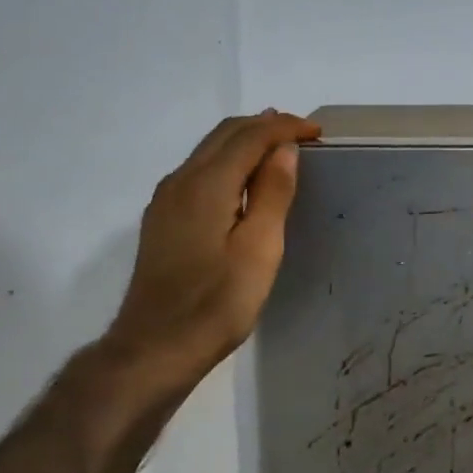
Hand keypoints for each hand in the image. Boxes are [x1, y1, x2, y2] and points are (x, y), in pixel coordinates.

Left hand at [104, 109, 321, 390]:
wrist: (155, 347)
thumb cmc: (217, 303)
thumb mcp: (259, 250)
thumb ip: (272, 194)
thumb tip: (284, 149)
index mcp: (206, 184)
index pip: (249, 136)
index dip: (285, 127)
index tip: (317, 132)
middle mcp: (180, 181)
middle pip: (224, 134)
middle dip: (265, 126)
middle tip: (302, 134)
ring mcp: (166, 200)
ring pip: (209, 150)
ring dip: (245, 141)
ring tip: (279, 149)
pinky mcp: (162, 219)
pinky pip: (199, 171)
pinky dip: (228, 161)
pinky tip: (244, 180)